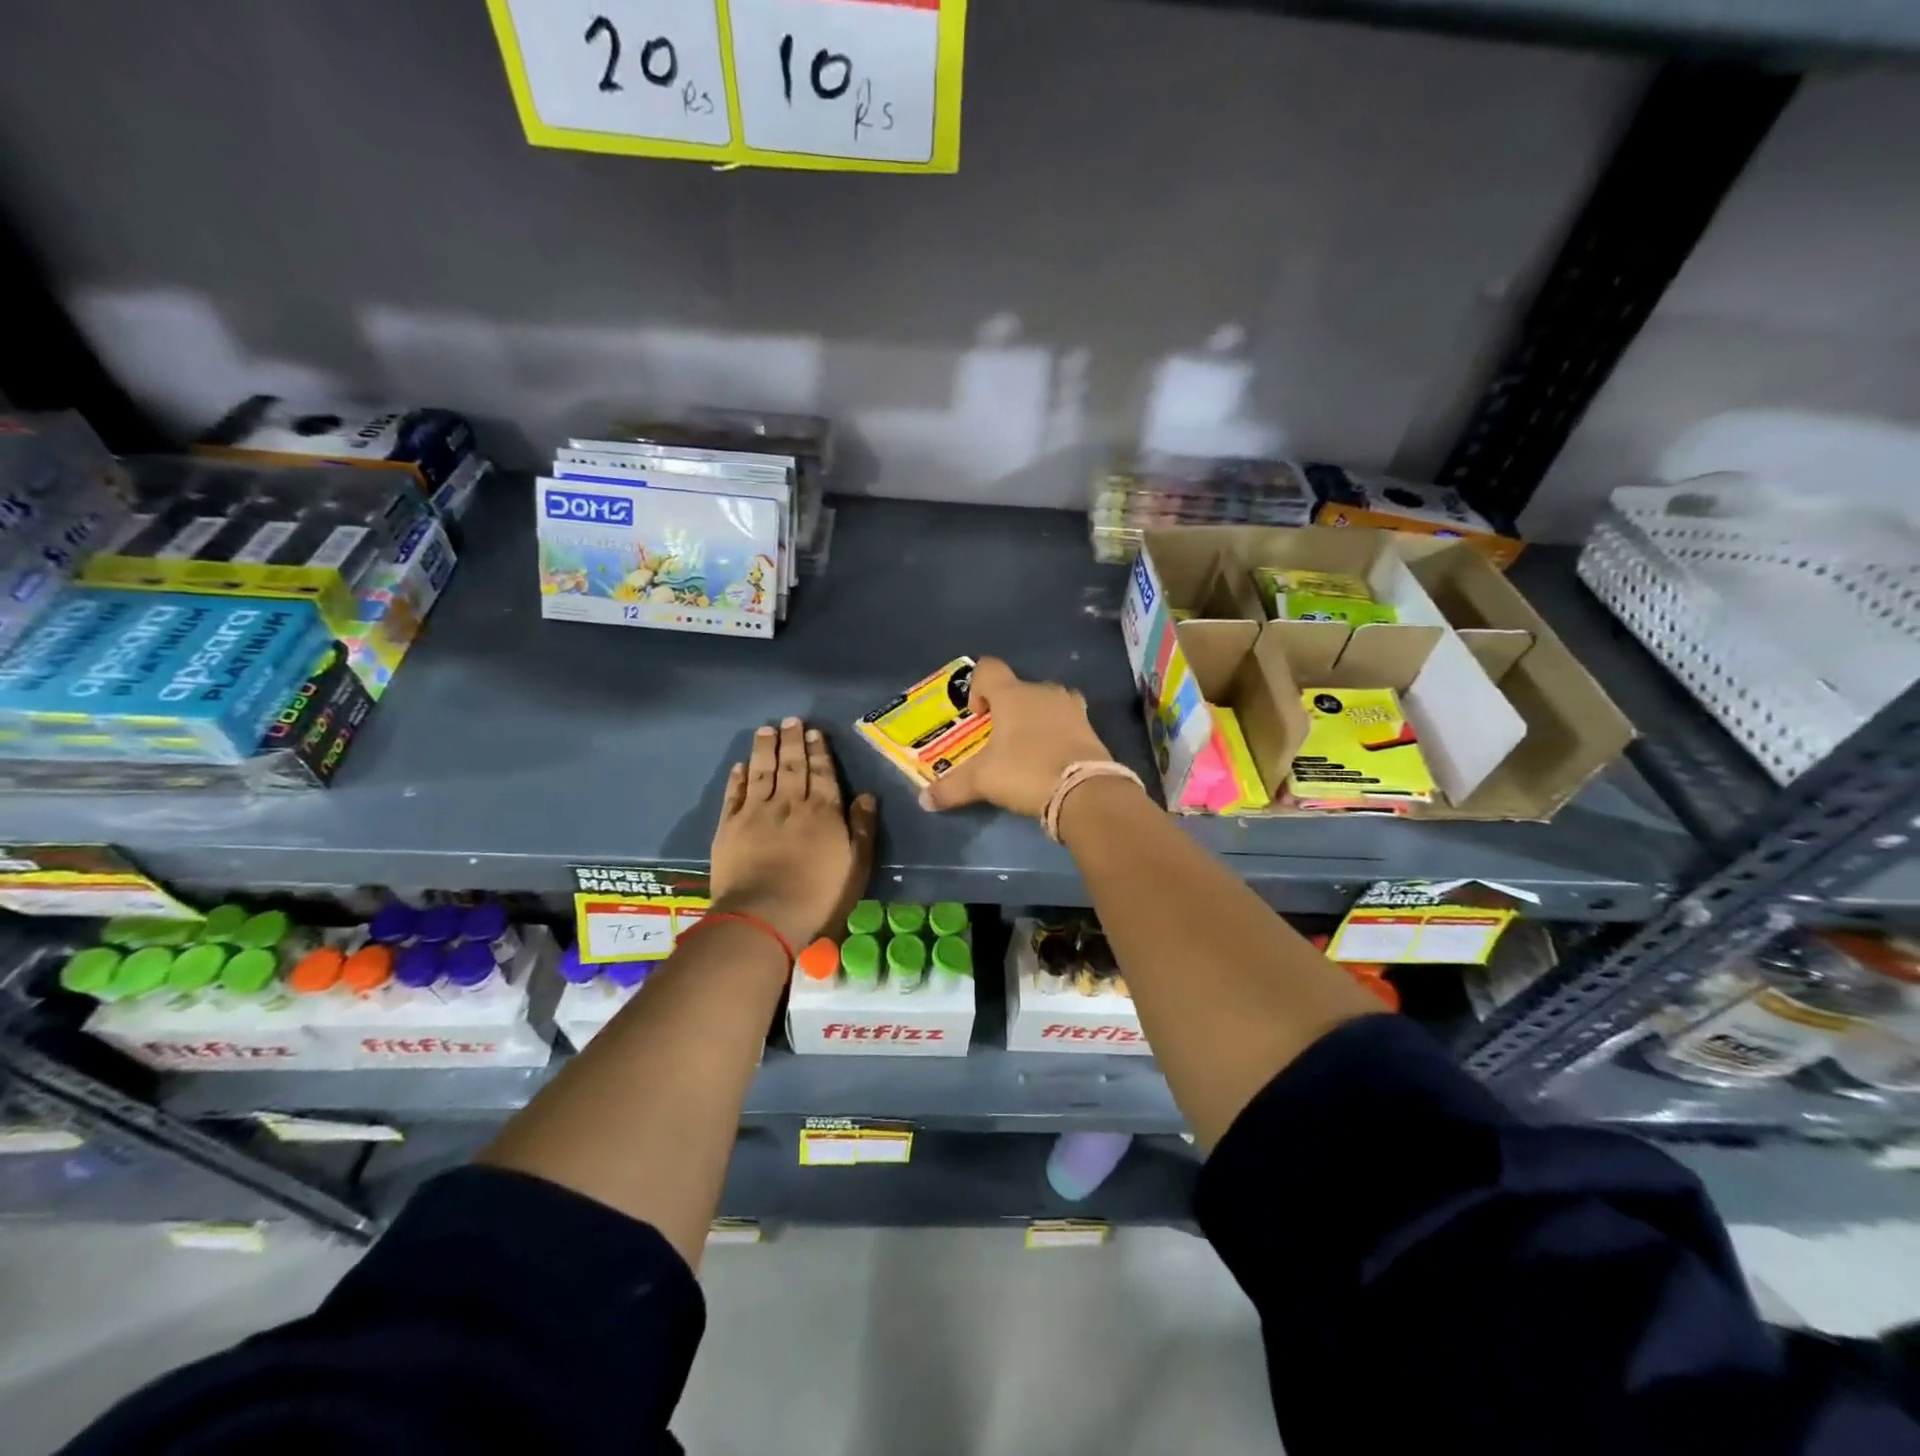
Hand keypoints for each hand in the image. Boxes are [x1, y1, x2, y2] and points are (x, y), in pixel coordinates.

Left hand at [710, 718, 878, 951]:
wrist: (764, 916)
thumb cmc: (819, 896)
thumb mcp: (856, 866)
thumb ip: (861, 828)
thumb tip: (866, 795)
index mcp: (822, 812)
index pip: (823, 773)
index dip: (819, 752)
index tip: (815, 732)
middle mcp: (789, 803)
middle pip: (792, 766)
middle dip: (792, 741)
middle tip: (791, 721)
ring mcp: (756, 813)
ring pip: (761, 772)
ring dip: (764, 749)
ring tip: (766, 730)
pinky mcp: (729, 827)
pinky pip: (734, 795)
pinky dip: (737, 778)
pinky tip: (739, 765)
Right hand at [921, 657, 1115, 818]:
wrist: (1085, 790)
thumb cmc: (1025, 771)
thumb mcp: (982, 781)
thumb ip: (951, 788)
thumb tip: (924, 800)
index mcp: (1012, 694)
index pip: (989, 668)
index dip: (977, 687)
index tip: (978, 716)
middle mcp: (1043, 691)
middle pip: (1018, 689)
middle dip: (1007, 710)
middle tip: (999, 741)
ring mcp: (1071, 707)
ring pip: (1046, 703)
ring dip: (1035, 720)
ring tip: (1026, 750)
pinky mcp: (1091, 727)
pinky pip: (1067, 722)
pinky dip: (1057, 734)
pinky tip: (1051, 760)